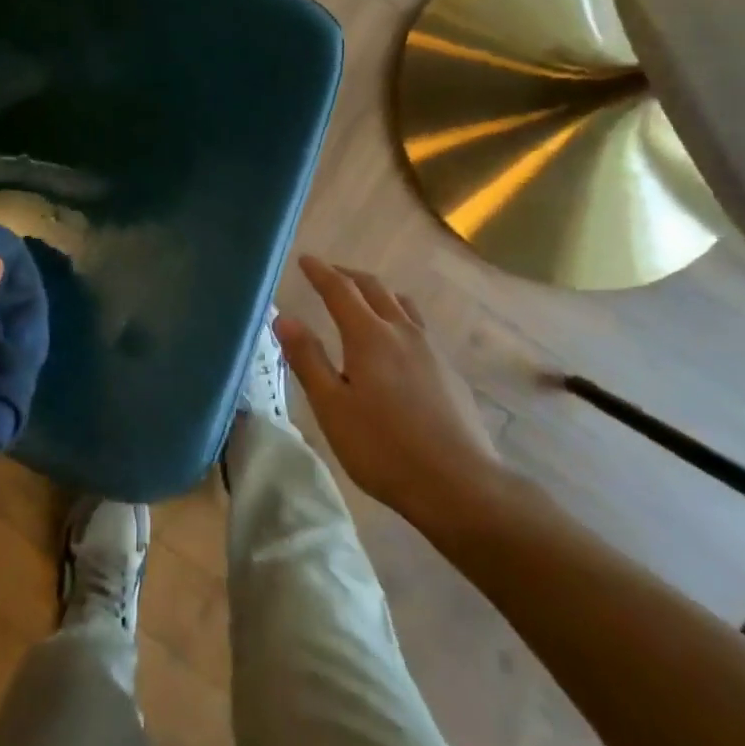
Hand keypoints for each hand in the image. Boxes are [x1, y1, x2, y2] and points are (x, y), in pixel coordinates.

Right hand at [276, 256, 511, 536]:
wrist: (460, 485)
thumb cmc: (383, 448)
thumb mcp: (331, 407)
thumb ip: (307, 358)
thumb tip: (284, 317)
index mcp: (369, 336)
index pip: (340, 291)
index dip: (320, 272)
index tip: (305, 259)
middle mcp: (402, 332)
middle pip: (374, 289)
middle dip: (348, 276)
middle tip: (329, 273)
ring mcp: (431, 351)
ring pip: (402, 305)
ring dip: (378, 293)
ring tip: (364, 299)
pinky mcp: (449, 373)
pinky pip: (418, 328)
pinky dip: (398, 317)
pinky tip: (396, 344)